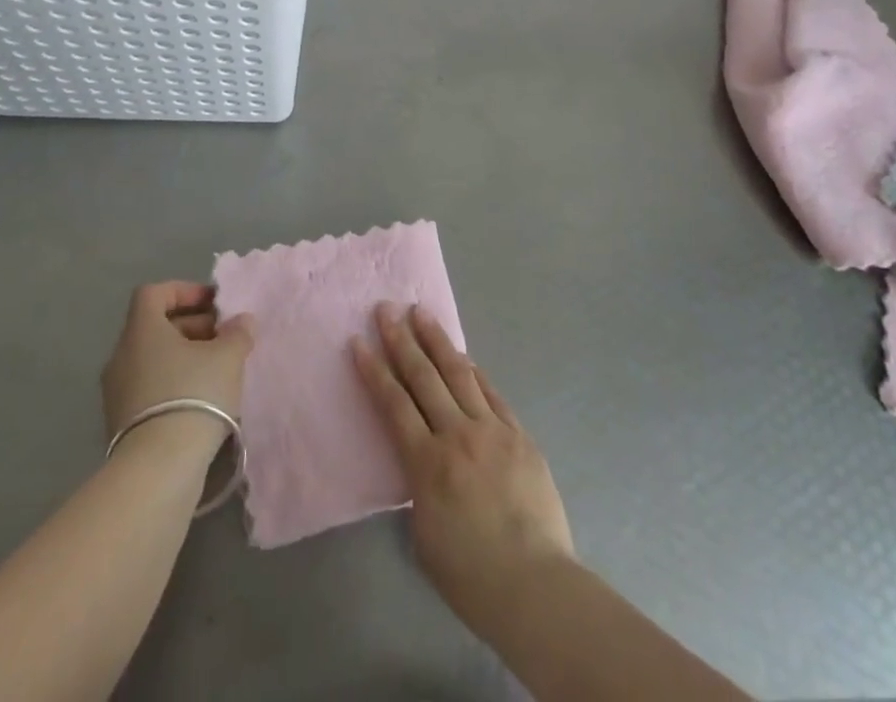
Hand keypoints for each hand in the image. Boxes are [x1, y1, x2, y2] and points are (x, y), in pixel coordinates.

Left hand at [101, 281, 253, 442]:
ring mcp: (117, 392)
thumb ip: (237, 333)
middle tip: (223, 337)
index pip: (154, 293)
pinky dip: (173, 383)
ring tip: (217, 370)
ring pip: (153, 359)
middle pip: (155, 326)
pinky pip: (148, 387)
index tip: (213, 304)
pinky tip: (201, 399)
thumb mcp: (228, 357)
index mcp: (142, 330)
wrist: (158, 469)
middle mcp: (122, 355)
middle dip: (192, 326)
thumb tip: (241, 322)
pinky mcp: (121, 423)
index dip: (184, 291)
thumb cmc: (194, 395)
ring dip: (184, 356)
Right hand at [352, 303, 574, 636]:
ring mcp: (492, 430)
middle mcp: (457, 435)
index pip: (393, 404)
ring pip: (459, 373)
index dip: (374, 371)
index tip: (359, 341)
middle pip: (423, 377)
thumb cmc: (471, 576)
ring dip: (437, 341)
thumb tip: (424, 459)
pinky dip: (474, 371)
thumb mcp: (424, 533)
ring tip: (421, 313)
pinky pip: (491, 393)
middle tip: (386, 309)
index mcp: (427, 464)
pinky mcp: (519, 435)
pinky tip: (463, 356)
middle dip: (401, 340)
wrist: (536, 586)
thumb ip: (419, 486)